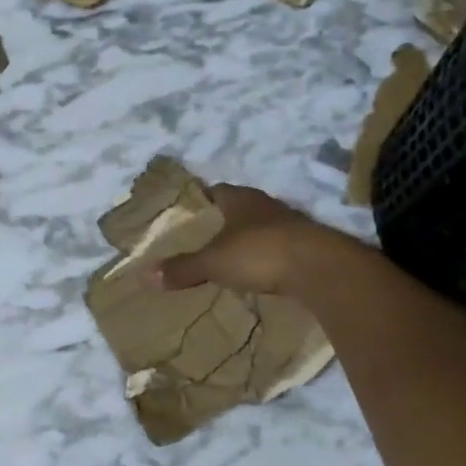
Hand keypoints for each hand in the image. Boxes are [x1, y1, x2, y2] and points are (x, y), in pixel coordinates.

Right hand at [152, 185, 331, 295]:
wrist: (320, 269)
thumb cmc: (259, 252)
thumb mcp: (213, 262)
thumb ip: (183, 268)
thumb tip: (145, 275)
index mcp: (241, 199)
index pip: (218, 190)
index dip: (203, 200)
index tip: (190, 213)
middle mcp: (266, 205)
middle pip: (241, 208)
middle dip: (225, 220)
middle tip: (204, 237)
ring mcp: (291, 225)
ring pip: (262, 227)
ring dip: (248, 239)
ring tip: (229, 256)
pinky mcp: (309, 247)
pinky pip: (280, 248)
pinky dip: (268, 258)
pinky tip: (258, 272)